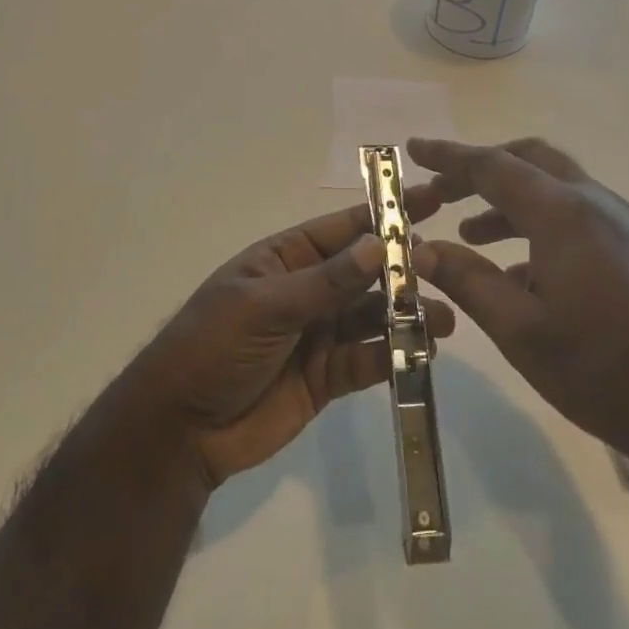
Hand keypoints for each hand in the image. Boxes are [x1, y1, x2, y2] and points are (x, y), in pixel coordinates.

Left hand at [130, 191, 456, 489]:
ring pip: (373, 317)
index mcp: (286, 259)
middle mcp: (308, 291)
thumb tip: (379, 246)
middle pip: (365, 273)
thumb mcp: (265, 306)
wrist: (180, 429)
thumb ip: (325, 282)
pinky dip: (395, 355)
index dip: (385, 214)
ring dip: (407, 314)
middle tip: (447, 267)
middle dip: (404, 268)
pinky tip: (424, 352)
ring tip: (445, 318)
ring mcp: (319, 334)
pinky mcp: (328, 376)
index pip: (343, 228)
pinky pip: (368, 360)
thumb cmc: (213, 347)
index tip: (430, 199)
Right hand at [408, 137, 628, 495]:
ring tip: (471, 232)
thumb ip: (467, 281)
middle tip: (441, 190)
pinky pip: (578, 219)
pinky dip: (539, 227)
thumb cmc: (604, 368)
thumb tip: (422, 250)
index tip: (413, 149)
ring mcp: (623, 225)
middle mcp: (595, 203)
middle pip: (529, 162)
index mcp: (562, 213)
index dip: (448, 156)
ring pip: (555, 190)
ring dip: (509, 201)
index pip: (492, 166)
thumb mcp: (520, 330)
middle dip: (481, 170)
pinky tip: (522, 274)